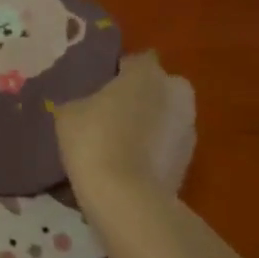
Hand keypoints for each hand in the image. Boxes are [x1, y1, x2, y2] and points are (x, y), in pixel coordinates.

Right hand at [54, 52, 196, 196]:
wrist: (126, 197)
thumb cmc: (94, 141)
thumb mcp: (67, 114)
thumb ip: (79, 100)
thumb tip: (82, 105)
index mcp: (148, 73)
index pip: (134, 60)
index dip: (116, 72)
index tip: (97, 88)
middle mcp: (176, 91)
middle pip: (156, 87)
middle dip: (138, 97)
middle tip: (109, 115)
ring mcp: (189, 126)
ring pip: (164, 116)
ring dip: (147, 124)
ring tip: (118, 145)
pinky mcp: (190, 158)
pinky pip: (166, 145)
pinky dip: (153, 150)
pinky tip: (129, 166)